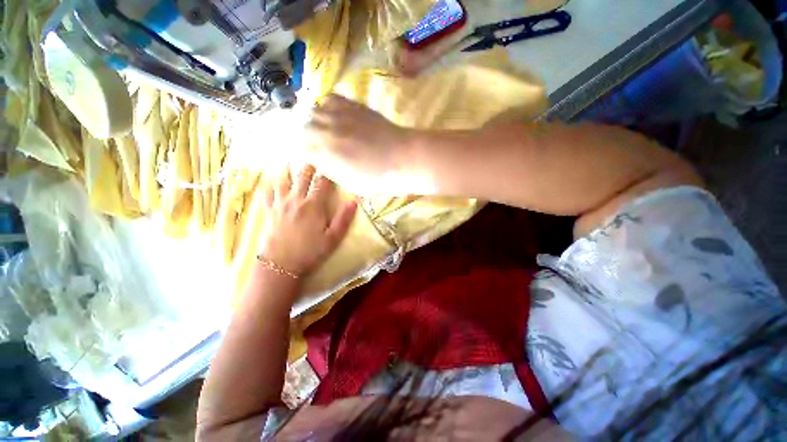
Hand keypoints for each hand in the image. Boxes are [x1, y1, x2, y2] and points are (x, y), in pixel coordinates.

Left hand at [259, 165, 356, 276]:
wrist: (281, 265)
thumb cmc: (311, 252)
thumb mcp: (333, 238)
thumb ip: (344, 218)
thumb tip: (355, 200)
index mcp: (313, 205)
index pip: (322, 182)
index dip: (328, 171)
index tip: (332, 163)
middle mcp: (296, 199)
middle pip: (302, 175)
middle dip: (310, 165)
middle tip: (314, 156)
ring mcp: (280, 203)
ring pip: (283, 179)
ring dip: (288, 168)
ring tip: (291, 159)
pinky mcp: (269, 211)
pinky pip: (267, 192)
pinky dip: (269, 183)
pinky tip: (270, 179)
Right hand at [305, 95, 427, 195]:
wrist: (404, 157)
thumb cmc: (379, 177)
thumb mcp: (351, 183)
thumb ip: (330, 170)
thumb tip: (318, 160)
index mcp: (327, 153)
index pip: (300, 146)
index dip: (302, 152)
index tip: (307, 156)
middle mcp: (329, 129)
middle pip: (303, 127)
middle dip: (305, 136)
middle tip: (315, 144)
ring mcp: (341, 115)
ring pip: (313, 110)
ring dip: (314, 120)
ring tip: (322, 129)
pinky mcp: (354, 105)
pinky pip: (330, 98)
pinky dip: (326, 106)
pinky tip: (333, 115)